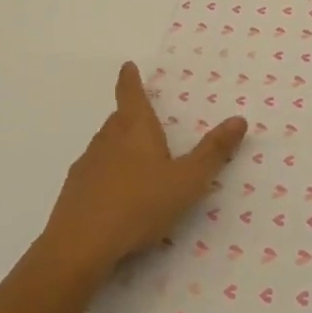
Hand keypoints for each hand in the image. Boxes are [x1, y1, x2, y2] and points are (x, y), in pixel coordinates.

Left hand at [42, 62, 247, 277]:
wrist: (79, 246)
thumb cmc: (139, 205)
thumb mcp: (187, 181)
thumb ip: (213, 152)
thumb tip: (239, 119)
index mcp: (135, 130)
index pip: (131, 94)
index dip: (131, 79)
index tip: (127, 66)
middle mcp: (107, 141)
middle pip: (118, 120)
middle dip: (130, 116)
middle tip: (144, 118)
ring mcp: (86, 166)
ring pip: (104, 147)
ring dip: (118, 147)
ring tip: (136, 161)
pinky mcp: (73, 193)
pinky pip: (94, 174)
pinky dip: (106, 175)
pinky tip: (115, 196)